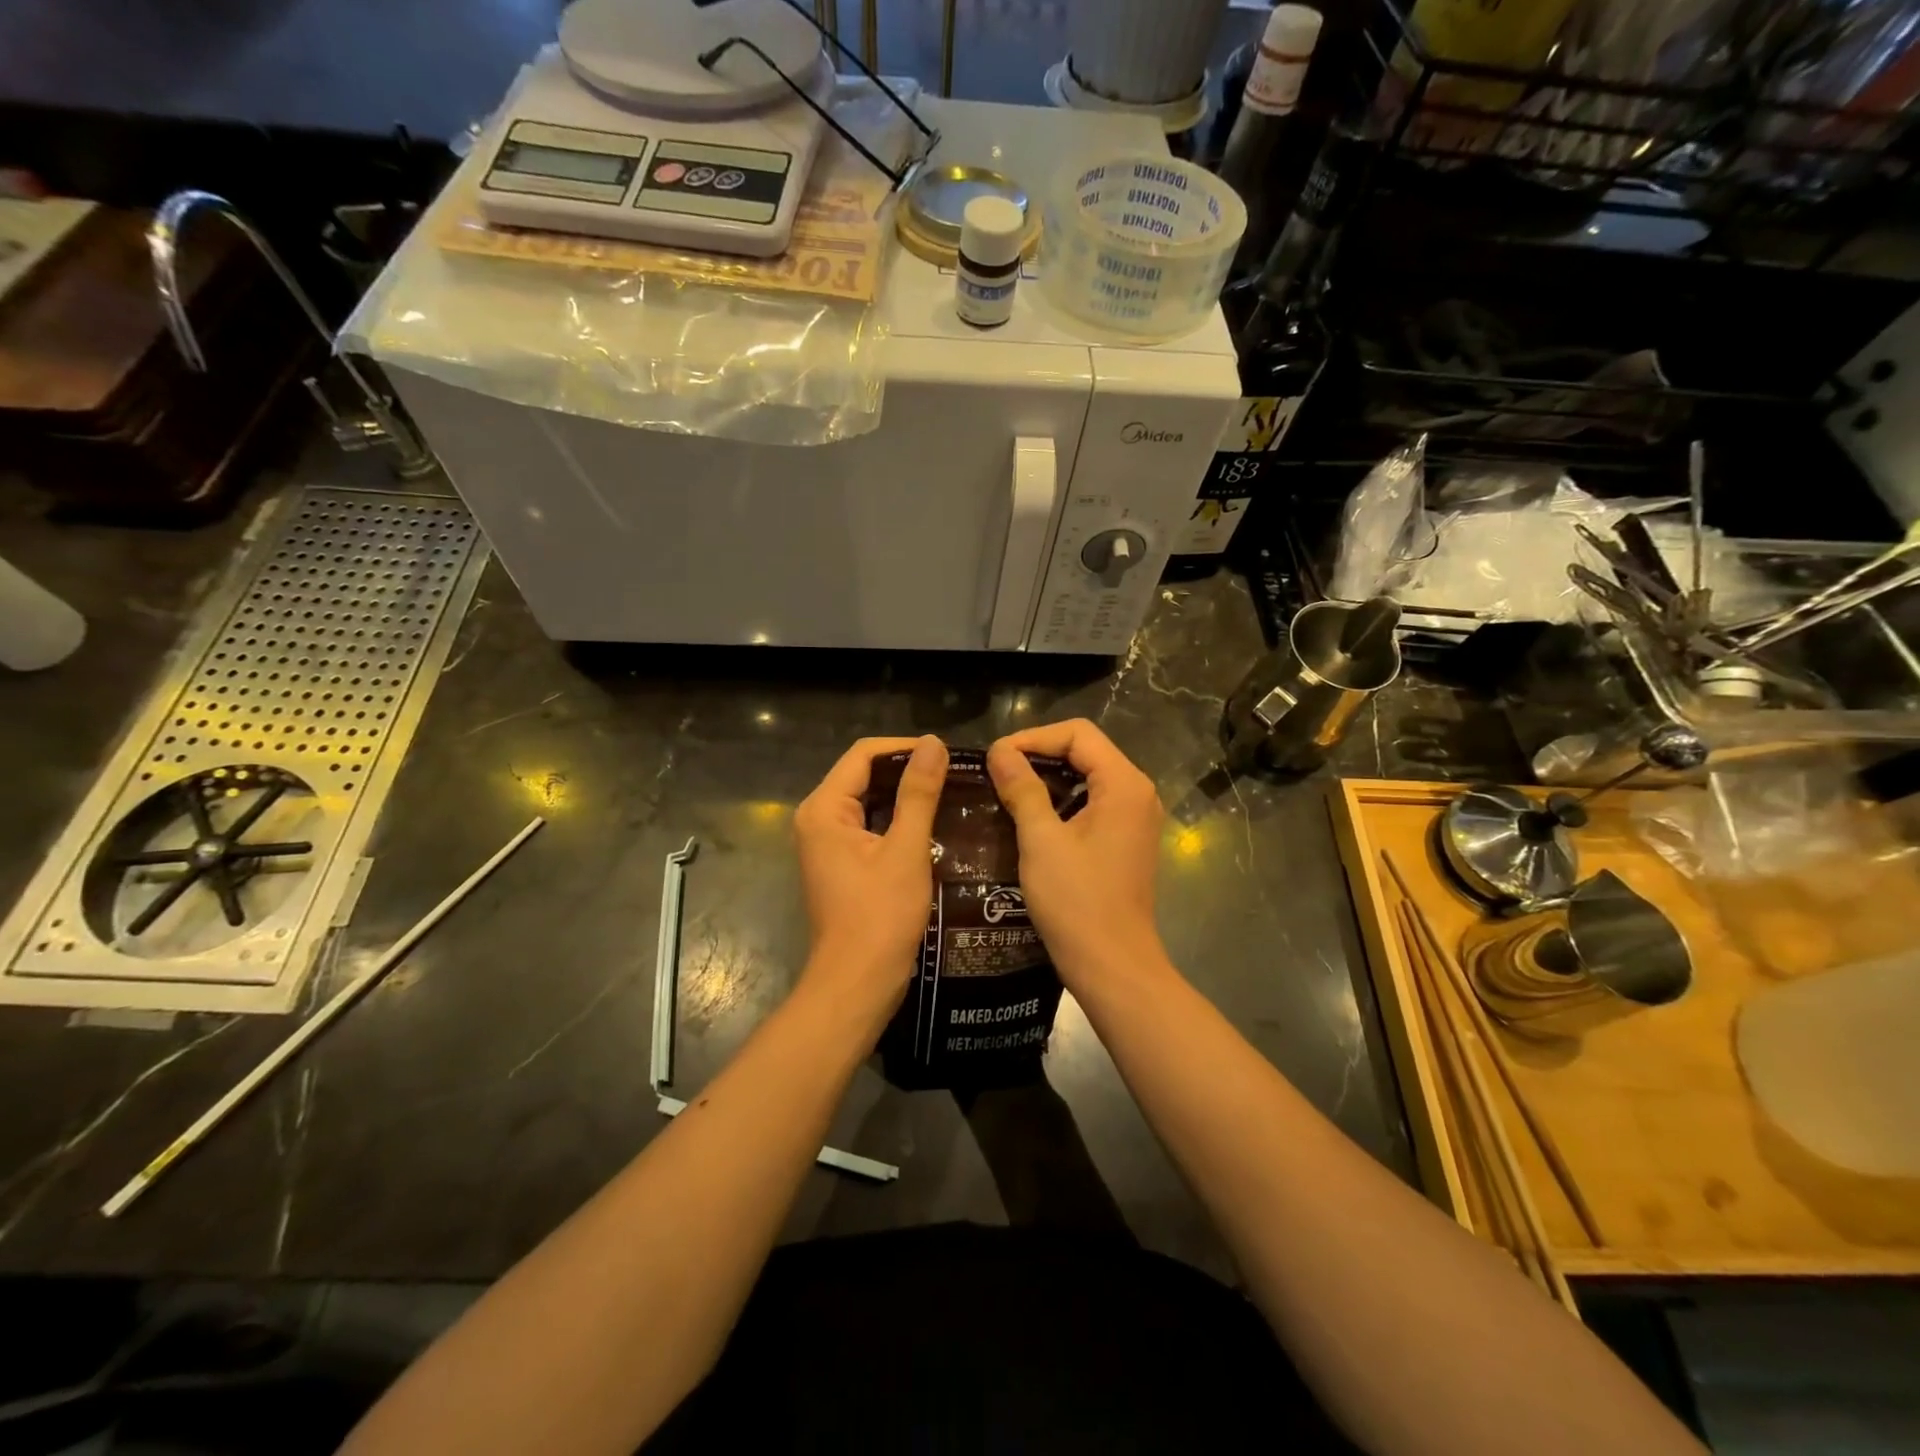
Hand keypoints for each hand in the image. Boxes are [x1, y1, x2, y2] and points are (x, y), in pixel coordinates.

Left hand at [793, 735, 947, 1019]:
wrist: (857, 983)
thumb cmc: (880, 916)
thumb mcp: (905, 850)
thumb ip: (918, 794)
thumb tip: (933, 743)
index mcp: (824, 809)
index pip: (864, 755)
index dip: (905, 748)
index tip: (946, 753)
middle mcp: (818, 819)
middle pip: (864, 775)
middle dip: (907, 771)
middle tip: (954, 772)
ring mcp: (827, 843)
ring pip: (869, 801)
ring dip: (905, 796)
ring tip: (950, 791)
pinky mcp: (841, 863)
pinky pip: (870, 826)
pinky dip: (898, 821)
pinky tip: (933, 823)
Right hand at [987, 719, 1164, 988]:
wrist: (1112, 965)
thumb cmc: (1077, 901)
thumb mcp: (1041, 840)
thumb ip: (1022, 789)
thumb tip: (999, 751)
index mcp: (1124, 784)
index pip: (1078, 734)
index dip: (1033, 737)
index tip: (996, 757)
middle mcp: (1137, 793)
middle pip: (1085, 750)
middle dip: (1039, 755)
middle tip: (997, 771)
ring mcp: (1134, 818)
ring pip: (1087, 777)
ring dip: (1047, 779)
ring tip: (1005, 790)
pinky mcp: (1126, 840)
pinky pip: (1092, 803)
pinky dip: (1061, 802)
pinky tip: (1029, 817)